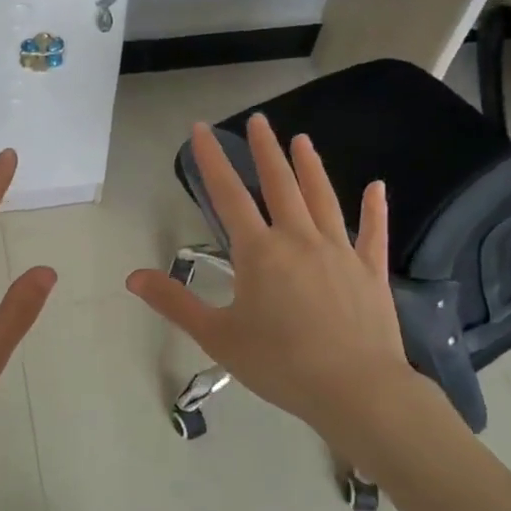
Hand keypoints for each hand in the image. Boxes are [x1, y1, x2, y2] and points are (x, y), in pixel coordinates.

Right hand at [126, 114, 433, 443]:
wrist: (356, 390)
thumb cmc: (280, 364)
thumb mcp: (216, 336)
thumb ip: (175, 302)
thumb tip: (133, 276)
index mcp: (259, 252)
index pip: (228, 195)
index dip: (212, 160)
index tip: (201, 130)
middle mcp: (299, 240)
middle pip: (280, 184)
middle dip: (266, 150)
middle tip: (259, 120)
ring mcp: (340, 252)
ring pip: (323, 198)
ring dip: (310, 167)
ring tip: (302, 140)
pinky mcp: (370, 272)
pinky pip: (372, 232)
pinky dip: (374, 209)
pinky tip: (377, 188)